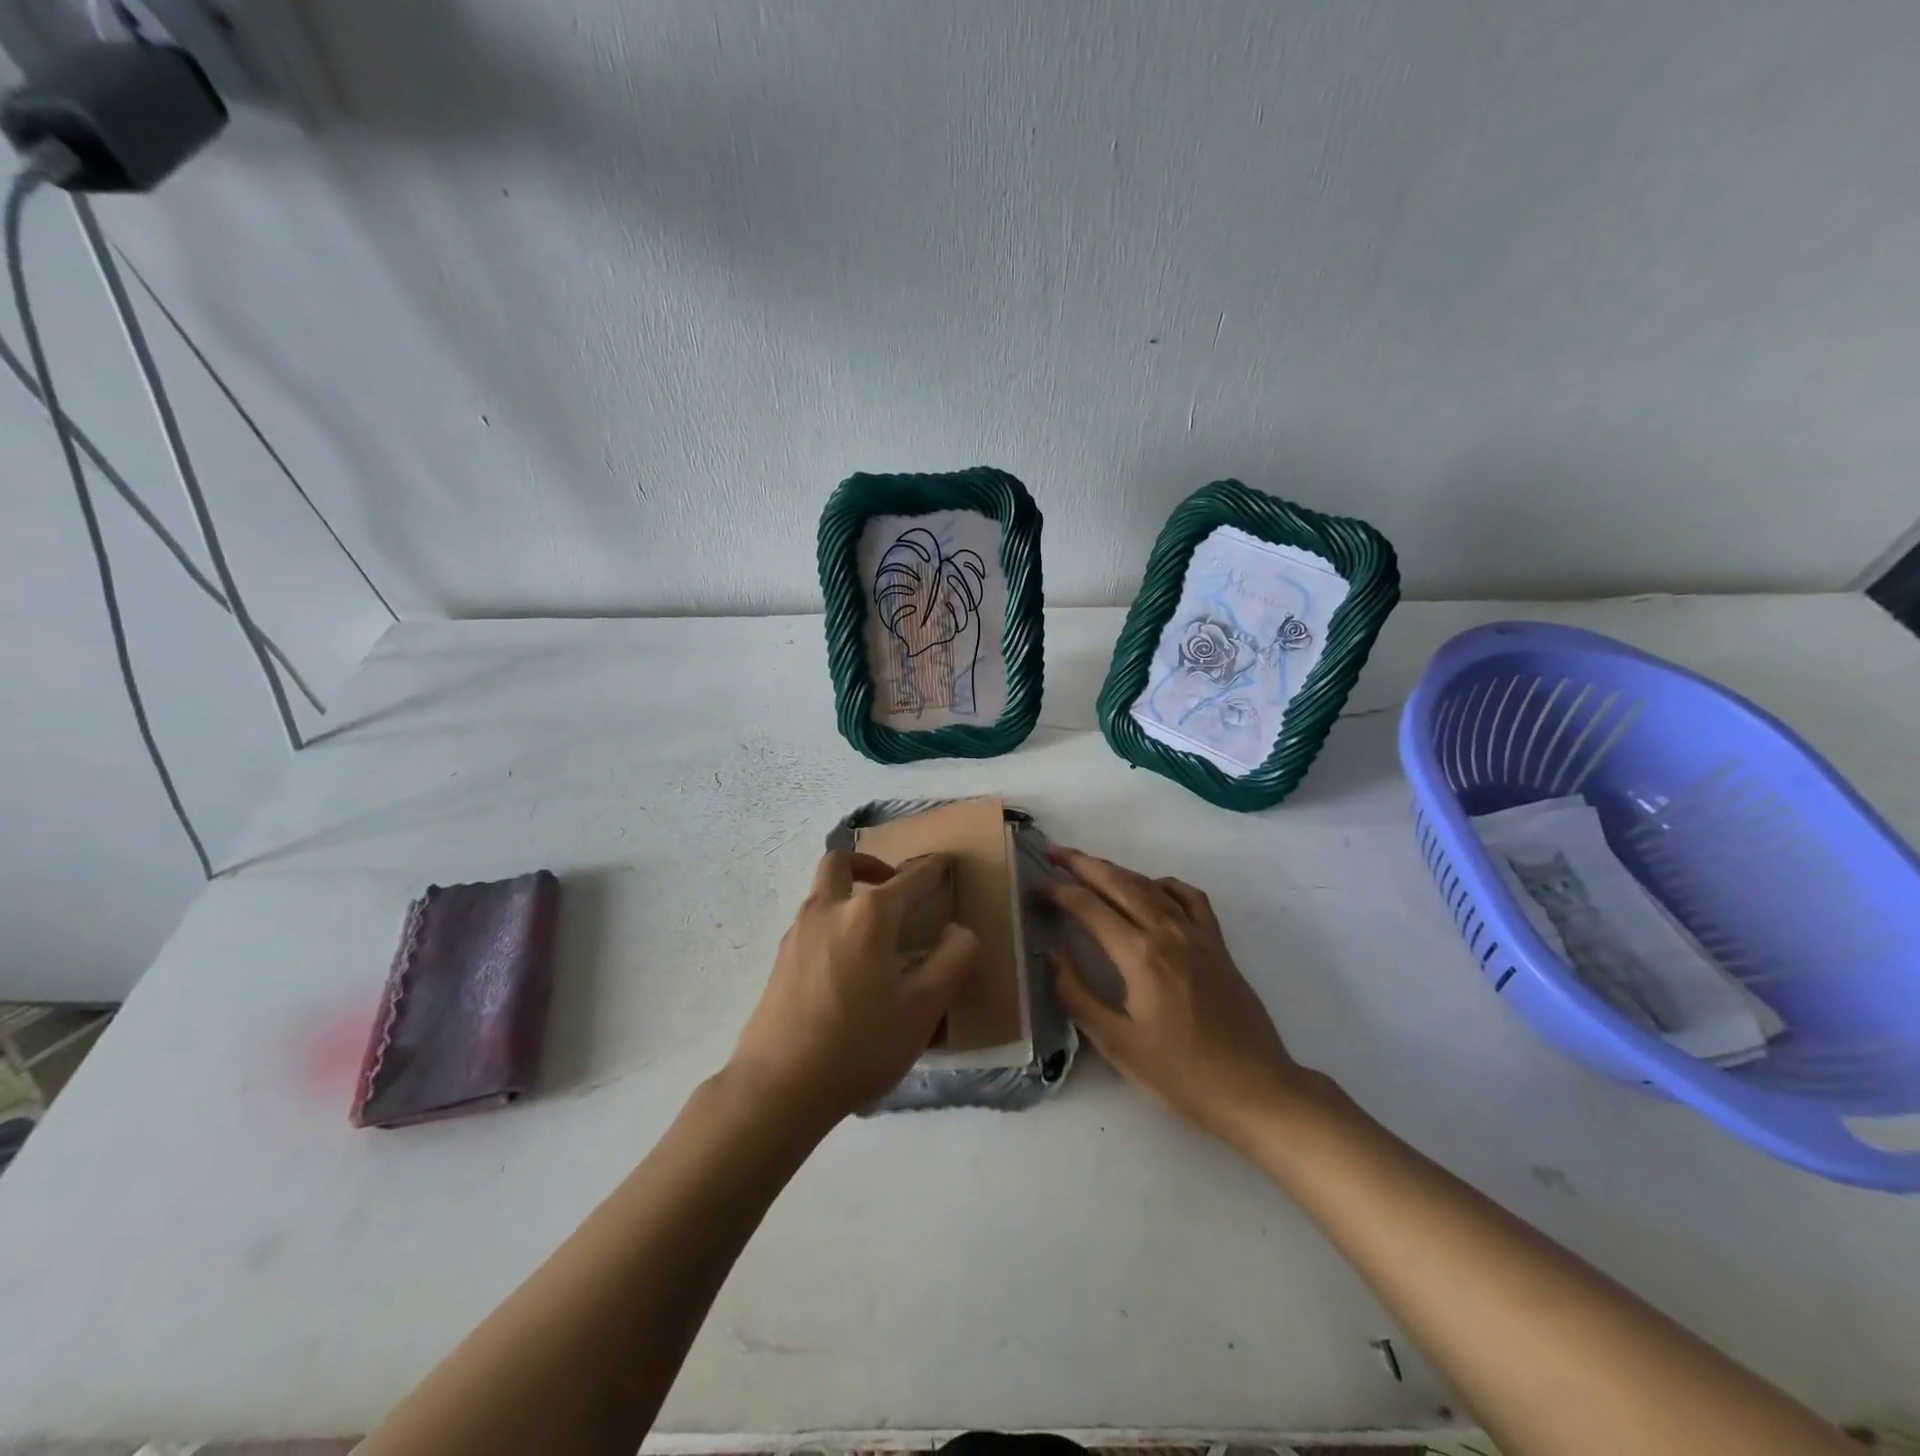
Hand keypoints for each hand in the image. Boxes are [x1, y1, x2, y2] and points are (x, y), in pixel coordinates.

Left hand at [728, 850, 977, 1129]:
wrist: (779, 1086)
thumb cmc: (859, 1044)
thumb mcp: (923, 1009)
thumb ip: (952, 962)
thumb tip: (959, 931)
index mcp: (869, 915)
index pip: (909, 880)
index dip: (932, 869)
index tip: (944, 862)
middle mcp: (829, 909)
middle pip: (842, 862)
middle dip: (870, 864)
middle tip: (891, 884)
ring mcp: (798, 933)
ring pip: (821, 890)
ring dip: (848, 891)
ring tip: (874, 928)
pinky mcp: (780, 959)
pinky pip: (811, 920)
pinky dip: (833, 920)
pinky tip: (848, 962)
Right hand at [1042, 845, 1311, 1147]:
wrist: (1255, 1089)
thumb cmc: (1181, 1074)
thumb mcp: (1117, 1044)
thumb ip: (1077, 995)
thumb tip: (1050, 955)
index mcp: (1140, 956)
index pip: (1088, 907)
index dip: (1057, 892)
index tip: (1033, 887)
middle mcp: (1167, 932)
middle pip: (1118, 882)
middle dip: (1081, 863)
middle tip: (1052, 852)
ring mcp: (1197, 934)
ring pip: (1150, 885)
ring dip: (1116, 870)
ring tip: (1088, 866)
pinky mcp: (1217, 944)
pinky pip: (1189, 897)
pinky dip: (1164, 884)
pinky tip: (1151, 888)